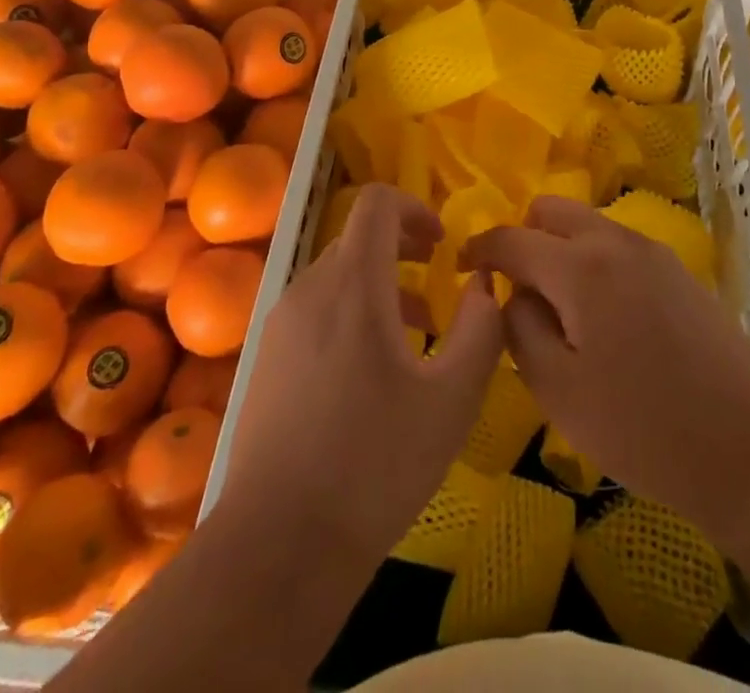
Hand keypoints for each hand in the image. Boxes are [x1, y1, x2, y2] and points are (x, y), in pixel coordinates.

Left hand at [215, 183, 504, 569]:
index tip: (442, 244)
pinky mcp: (266, 359)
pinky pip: (316, 311)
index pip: (375, 204)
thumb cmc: (375, 463)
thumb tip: (484, 285)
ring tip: (415, 336)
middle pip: (357, 239)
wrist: (278, 544)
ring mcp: (281, 325)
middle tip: (437, 287)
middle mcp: (309, 289)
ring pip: (337, 278)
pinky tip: (371, 375)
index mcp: (352, 285)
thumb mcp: (453, 398)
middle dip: (402, 250)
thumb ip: (481, 329)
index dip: (414, 207)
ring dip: (380, 287)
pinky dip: (351, 315)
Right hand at [464, 196, 749, 551]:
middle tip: (516, 291)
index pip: (511, 238)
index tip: (461, 268)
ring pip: (586, 225)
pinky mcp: (677, 269)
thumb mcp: (558, 390)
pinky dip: (593, 261)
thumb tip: (512, 293)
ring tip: (560, 310)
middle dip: (523, 238)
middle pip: (552, 210)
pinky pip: (617, 246)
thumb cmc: (643, 429)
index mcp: (579, 266)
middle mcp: (615, 241)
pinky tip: (603, 318)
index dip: (478, 249)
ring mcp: (652, 251)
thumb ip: (519, 328)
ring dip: (561, 249)